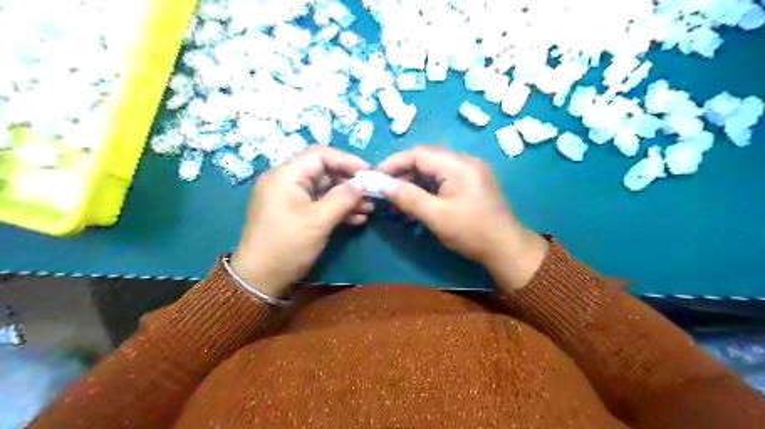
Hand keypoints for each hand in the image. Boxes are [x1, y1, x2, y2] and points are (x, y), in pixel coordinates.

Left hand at [232, 147, 373, 295]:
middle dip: (349, 182)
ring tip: (370, 207)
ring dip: (347, 198)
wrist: (260, 280)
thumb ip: (343, 198)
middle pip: (323, 172)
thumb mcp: (318, 221)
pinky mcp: (294, 214)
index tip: (368, 172)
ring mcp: (290, 199)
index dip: (347, 160)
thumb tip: (363, 183)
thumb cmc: (287, 246)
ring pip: (324, 190)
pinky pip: (319, 204)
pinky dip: (337, 209)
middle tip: (372, 193)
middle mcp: (286, 182)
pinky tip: (357, 219)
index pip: (320, 155)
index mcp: (285, 176)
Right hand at [378, 145, 545, 291]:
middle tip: (384, 191)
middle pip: (426, 161)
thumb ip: (407, 197)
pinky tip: (415, 205)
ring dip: (413, 184)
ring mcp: (470, 172)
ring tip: (396, 202)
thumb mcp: (436, 216)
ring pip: (433, 172)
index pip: (419, 154)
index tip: (375, 176)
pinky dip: (427, 191)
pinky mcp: (471, 184)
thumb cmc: (471, 232)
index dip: (394, 163)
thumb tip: (381, 184)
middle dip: (402, 175)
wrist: (506, 249)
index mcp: (459, 165)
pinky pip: (443, 181)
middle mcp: (465, 162)